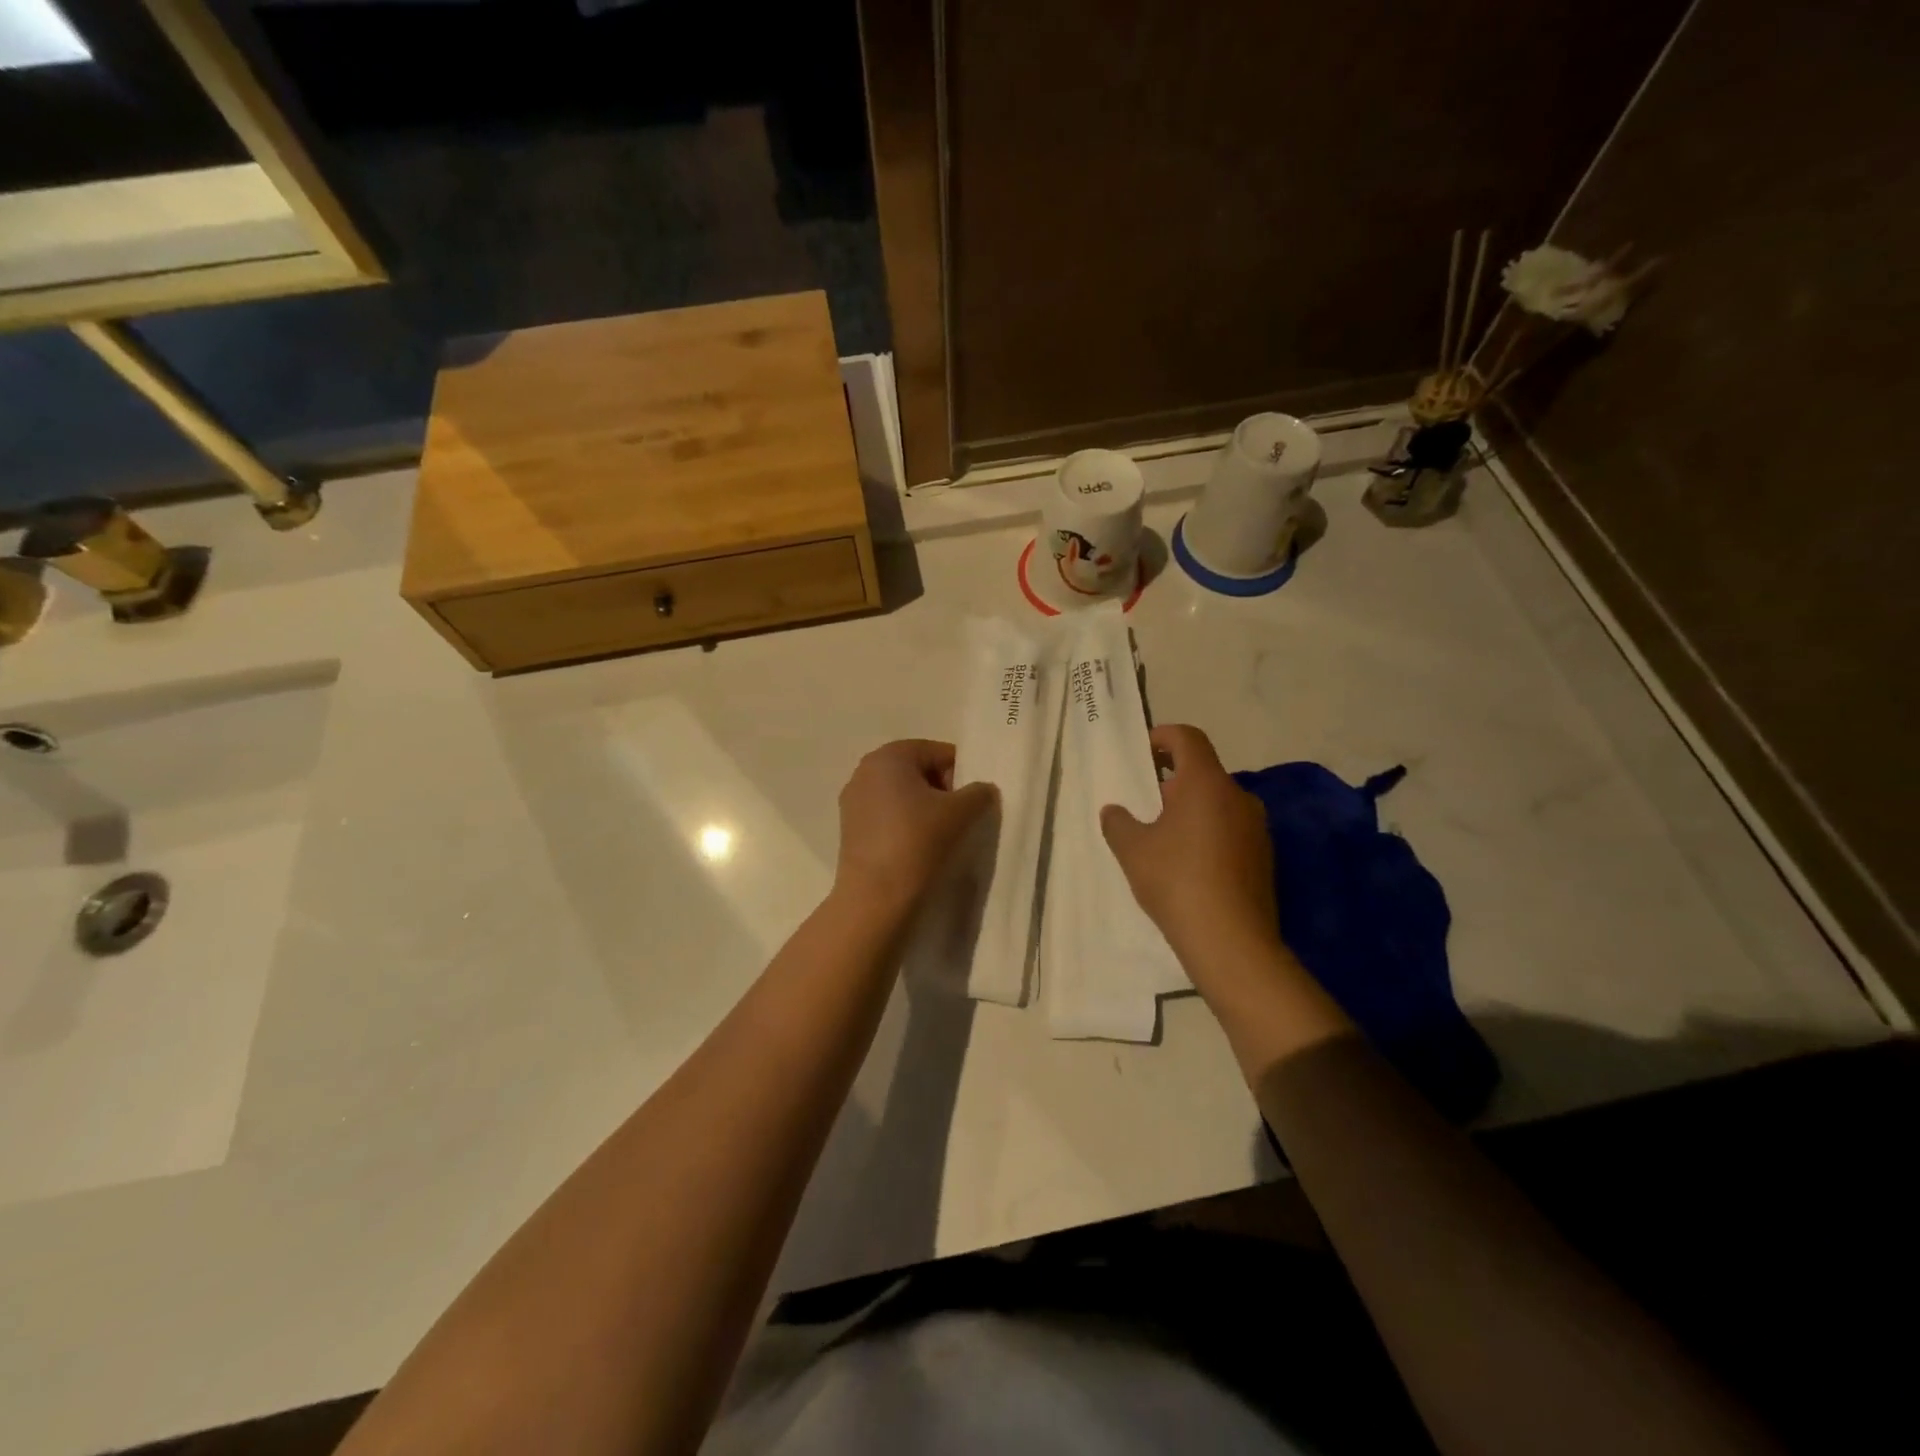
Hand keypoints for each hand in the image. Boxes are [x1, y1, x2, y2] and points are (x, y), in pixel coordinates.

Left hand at [834, 739, 996, 911]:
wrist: (876, 897)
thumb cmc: (918, 841)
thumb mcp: (961, 812)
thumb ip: (979, 792)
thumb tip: (982, 790)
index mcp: (889, 756)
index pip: (937, 752)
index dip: (962, 773)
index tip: (974, 800)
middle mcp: (865, 771)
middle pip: (917, 771)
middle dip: (942, 790)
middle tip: (960, 818)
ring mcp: (853, 801)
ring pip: (902, 795)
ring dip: (924, 809)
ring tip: (941, 837)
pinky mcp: (850, 830)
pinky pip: (886, 817)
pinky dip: (905, 825)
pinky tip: (918, 849)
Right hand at [1100, 724, 1280, 973]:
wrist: (1231, 941)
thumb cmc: (1176, 881)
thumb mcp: (1132, 850)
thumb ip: (1118, 822)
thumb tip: (1114, 811)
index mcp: (1206, 784)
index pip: (1188, 738)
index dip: (1163, 736)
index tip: (1142, 752)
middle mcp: (1238, 796)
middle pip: (1203, 772)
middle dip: (1172, 781)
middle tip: (1145, 803)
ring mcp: (1256, 828)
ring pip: (1218, 803)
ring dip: (1191, 810)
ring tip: (1163, 838)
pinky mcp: (1264, 857)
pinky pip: (1231, 830)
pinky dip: (1208, 834)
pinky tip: (1189, 865)